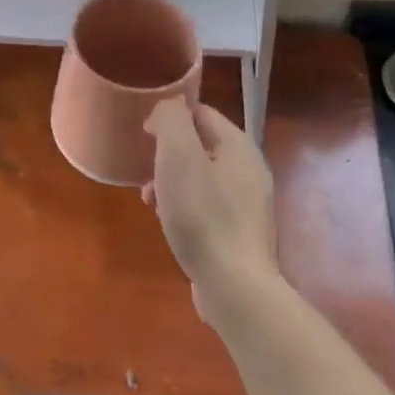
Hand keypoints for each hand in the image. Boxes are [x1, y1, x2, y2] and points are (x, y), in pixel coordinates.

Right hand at [142, 100, 277, 327]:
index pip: (201, 113)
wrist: (235, 287)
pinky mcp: (242, 234)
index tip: (144, 135)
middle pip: (200, 146)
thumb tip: (168, 107)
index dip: (170, 118)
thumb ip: (171, 120)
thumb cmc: (202, 215)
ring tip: (150, 201)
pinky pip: (208, 207)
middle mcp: (250, 170)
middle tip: (146, 171)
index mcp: (239, 146)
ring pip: (202, 178)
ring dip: (172, 183)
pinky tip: (170, 225)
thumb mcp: (178, 155)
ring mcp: (249, 205)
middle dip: (168, 155)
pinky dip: (185, 208)